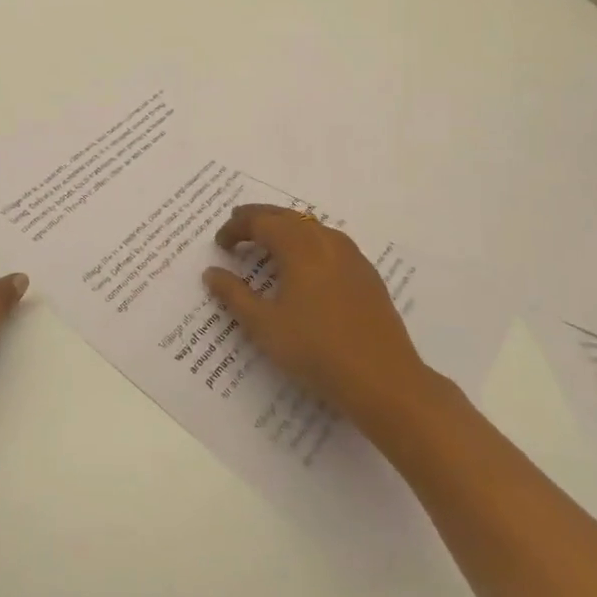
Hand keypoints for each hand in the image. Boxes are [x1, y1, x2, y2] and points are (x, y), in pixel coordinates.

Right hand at [203, 204, 429, 439]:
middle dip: (259, 219)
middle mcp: (326, 240)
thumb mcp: (264, 325)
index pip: (260, 222)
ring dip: (285, 228)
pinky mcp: (367, 274)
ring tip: (268, 242)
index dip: (236, 228)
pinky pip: (330, 243)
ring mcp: (352, 256)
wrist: (383, 380)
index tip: (220, 243)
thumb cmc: (316, 350)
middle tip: (237, 227)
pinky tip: (306, 266)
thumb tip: (212, 272)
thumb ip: (234, 295)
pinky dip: (308, 243)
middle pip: (287, 216)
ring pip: (311, 227)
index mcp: (299, 246)